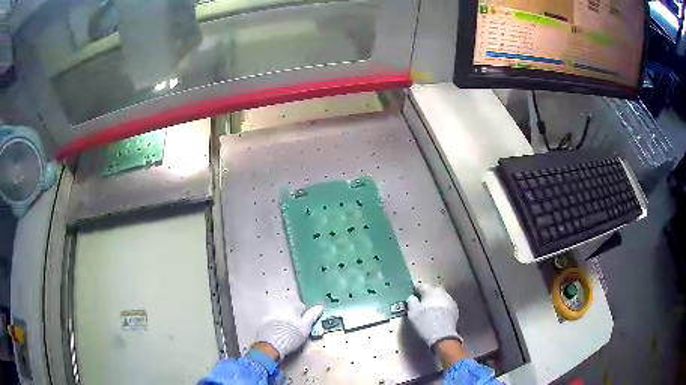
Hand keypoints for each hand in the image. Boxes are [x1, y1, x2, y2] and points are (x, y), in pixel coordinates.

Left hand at [256, 303, 322, 359]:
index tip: (305, 321)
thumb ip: (312, 315)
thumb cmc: (292, 335)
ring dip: (283, 321)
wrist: (273, 344)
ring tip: (287, 332)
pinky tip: (278, 334)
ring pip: (279, 316)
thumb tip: (320, 307)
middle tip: (296, 327)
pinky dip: (275, 326)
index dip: (303, 313)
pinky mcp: (263, 323)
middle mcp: (279, 308)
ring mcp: (270, 315)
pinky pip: (271, 322)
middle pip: (288, 309)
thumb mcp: (306, 326)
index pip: (299, 305)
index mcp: (290, 307)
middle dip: (292, 316)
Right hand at [406, 283, 461, 347]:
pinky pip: (445, 304)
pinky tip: (438, 314)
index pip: (421, 285)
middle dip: (427, 294)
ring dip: (435, 300)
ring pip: (440, 297)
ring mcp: (450, 300)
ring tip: (430, 308)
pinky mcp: (455, 309)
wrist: (442, 335)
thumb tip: (413, 297)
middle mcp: (442, 292)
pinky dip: (441, 307)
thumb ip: (411, 302)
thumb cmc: (425, 322)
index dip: (415, 289)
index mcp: (430, 291)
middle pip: (433, 290)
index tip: (412, 293)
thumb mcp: (412, 312)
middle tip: (421, 301)